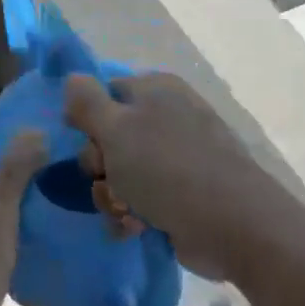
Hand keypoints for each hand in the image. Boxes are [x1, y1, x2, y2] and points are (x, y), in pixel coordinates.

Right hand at [63, 73, 282, 282]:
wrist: (232, 226)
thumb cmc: (167, 168)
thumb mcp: (116, 128)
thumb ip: (87, 101)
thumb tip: (72, 77)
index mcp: (155, 91)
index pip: (105, 93)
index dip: (87, 118)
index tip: (83, 140)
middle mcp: (167, 118)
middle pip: (107, 138)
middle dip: (98, 166)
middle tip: (107, 177)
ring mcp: (176, 159)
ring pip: (119, 174)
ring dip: (111, 196)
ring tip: (126, 211)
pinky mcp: (180, 196)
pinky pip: (139, 200)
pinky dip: (131, 215)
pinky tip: (136, 228)